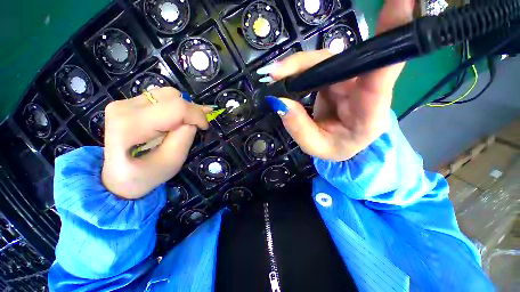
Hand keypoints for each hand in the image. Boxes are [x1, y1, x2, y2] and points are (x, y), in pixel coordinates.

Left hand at [102, 87, 211, 198]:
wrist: (118, 177)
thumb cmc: (145, 175)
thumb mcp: (172, 162)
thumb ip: (185, 137)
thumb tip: (194, 119)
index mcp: (131, 127)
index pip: (175, 108)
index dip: (197, 115)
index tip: (204, 127)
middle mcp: (123, 108)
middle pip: (171, 97)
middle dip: (190, 111)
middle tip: (196, 126)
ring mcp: (122, 103)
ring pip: (166, 94)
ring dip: (181, 109)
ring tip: (182, 124)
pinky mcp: (126, 103)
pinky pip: (159, 97)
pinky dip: (172, 108)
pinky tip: (171, 121)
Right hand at [259, 0, 413, 160]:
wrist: (342, 145)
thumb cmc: (334, 149)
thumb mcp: (315, 146)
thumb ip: (299, 128)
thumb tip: (279, 101)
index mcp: (368, 115)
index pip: (380, 78)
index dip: (390, 39)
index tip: (399, 1)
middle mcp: (366, 91)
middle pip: (341, 64)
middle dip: (308, 62)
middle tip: (277, 70)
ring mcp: (353, 81)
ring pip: (327, 62)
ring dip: (298, 66)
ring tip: (276, 76)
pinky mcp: (340, 79)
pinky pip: (320, 67)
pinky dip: (300, 69)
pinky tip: (285, 74)